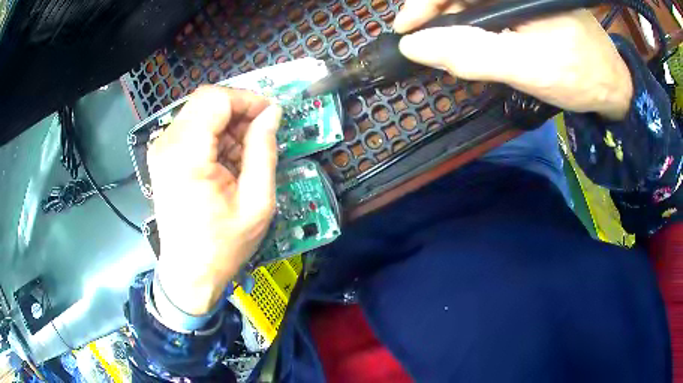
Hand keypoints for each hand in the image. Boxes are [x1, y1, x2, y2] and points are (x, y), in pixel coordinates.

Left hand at [148, 86, 281, 314]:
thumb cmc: (222, 245)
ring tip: (245, 154)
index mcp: (187, 154)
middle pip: (206, 100)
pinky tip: (227, 160)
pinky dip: (215, 135)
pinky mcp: (163, 157)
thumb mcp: (256, 202)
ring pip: (200, 112)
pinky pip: (192, 128)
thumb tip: (272, 114)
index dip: (247, 100)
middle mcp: (167, 144)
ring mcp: (162, 149)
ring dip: (227, 124)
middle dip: (238, 110)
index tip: (270, 115)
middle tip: (261, 134)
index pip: (216, 99)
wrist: (189, 273)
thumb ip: (263, 151)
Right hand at [394, 2, 632, 119]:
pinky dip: (476, 27)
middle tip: (429, 44)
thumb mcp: (528, 67)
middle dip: (440, 15)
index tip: (405, 29)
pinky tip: (477, 44)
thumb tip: (415, 47)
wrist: (611, 85)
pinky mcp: (525, 6)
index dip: (424, 3)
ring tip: (452, 49)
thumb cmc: (580, 76)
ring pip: (473, 3)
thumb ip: (473, 54)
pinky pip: (489, 11)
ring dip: (457, 23)